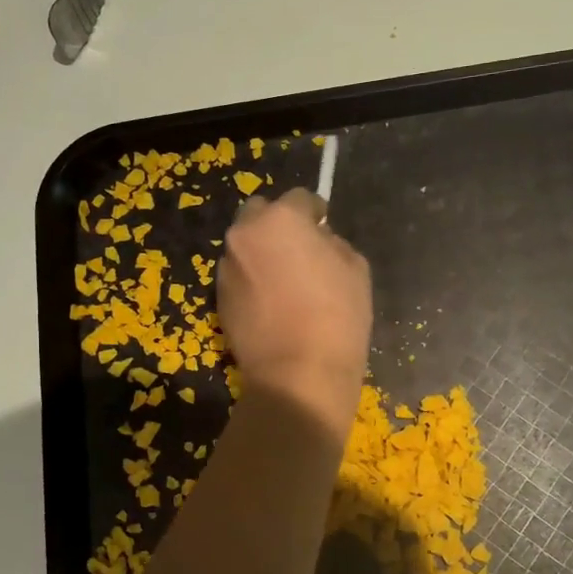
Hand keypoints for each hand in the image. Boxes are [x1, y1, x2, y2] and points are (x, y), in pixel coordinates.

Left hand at [218, 188, 371, 429]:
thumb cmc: (337, 316)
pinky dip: (253, 280)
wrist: (297, 374)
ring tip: (285, 281)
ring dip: (263, 253)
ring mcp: (226, 268)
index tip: (324, 226)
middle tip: (300, 250)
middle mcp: (244, 235)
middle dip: (278, 225)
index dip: (316, 212)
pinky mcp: (217, 299)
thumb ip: (333, 243)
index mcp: (280, 220)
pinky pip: (239, 276)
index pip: (299, 199)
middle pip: (260, 215)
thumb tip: (318, 242)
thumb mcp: (355, 268)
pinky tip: (271, 304)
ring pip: (246, 247)